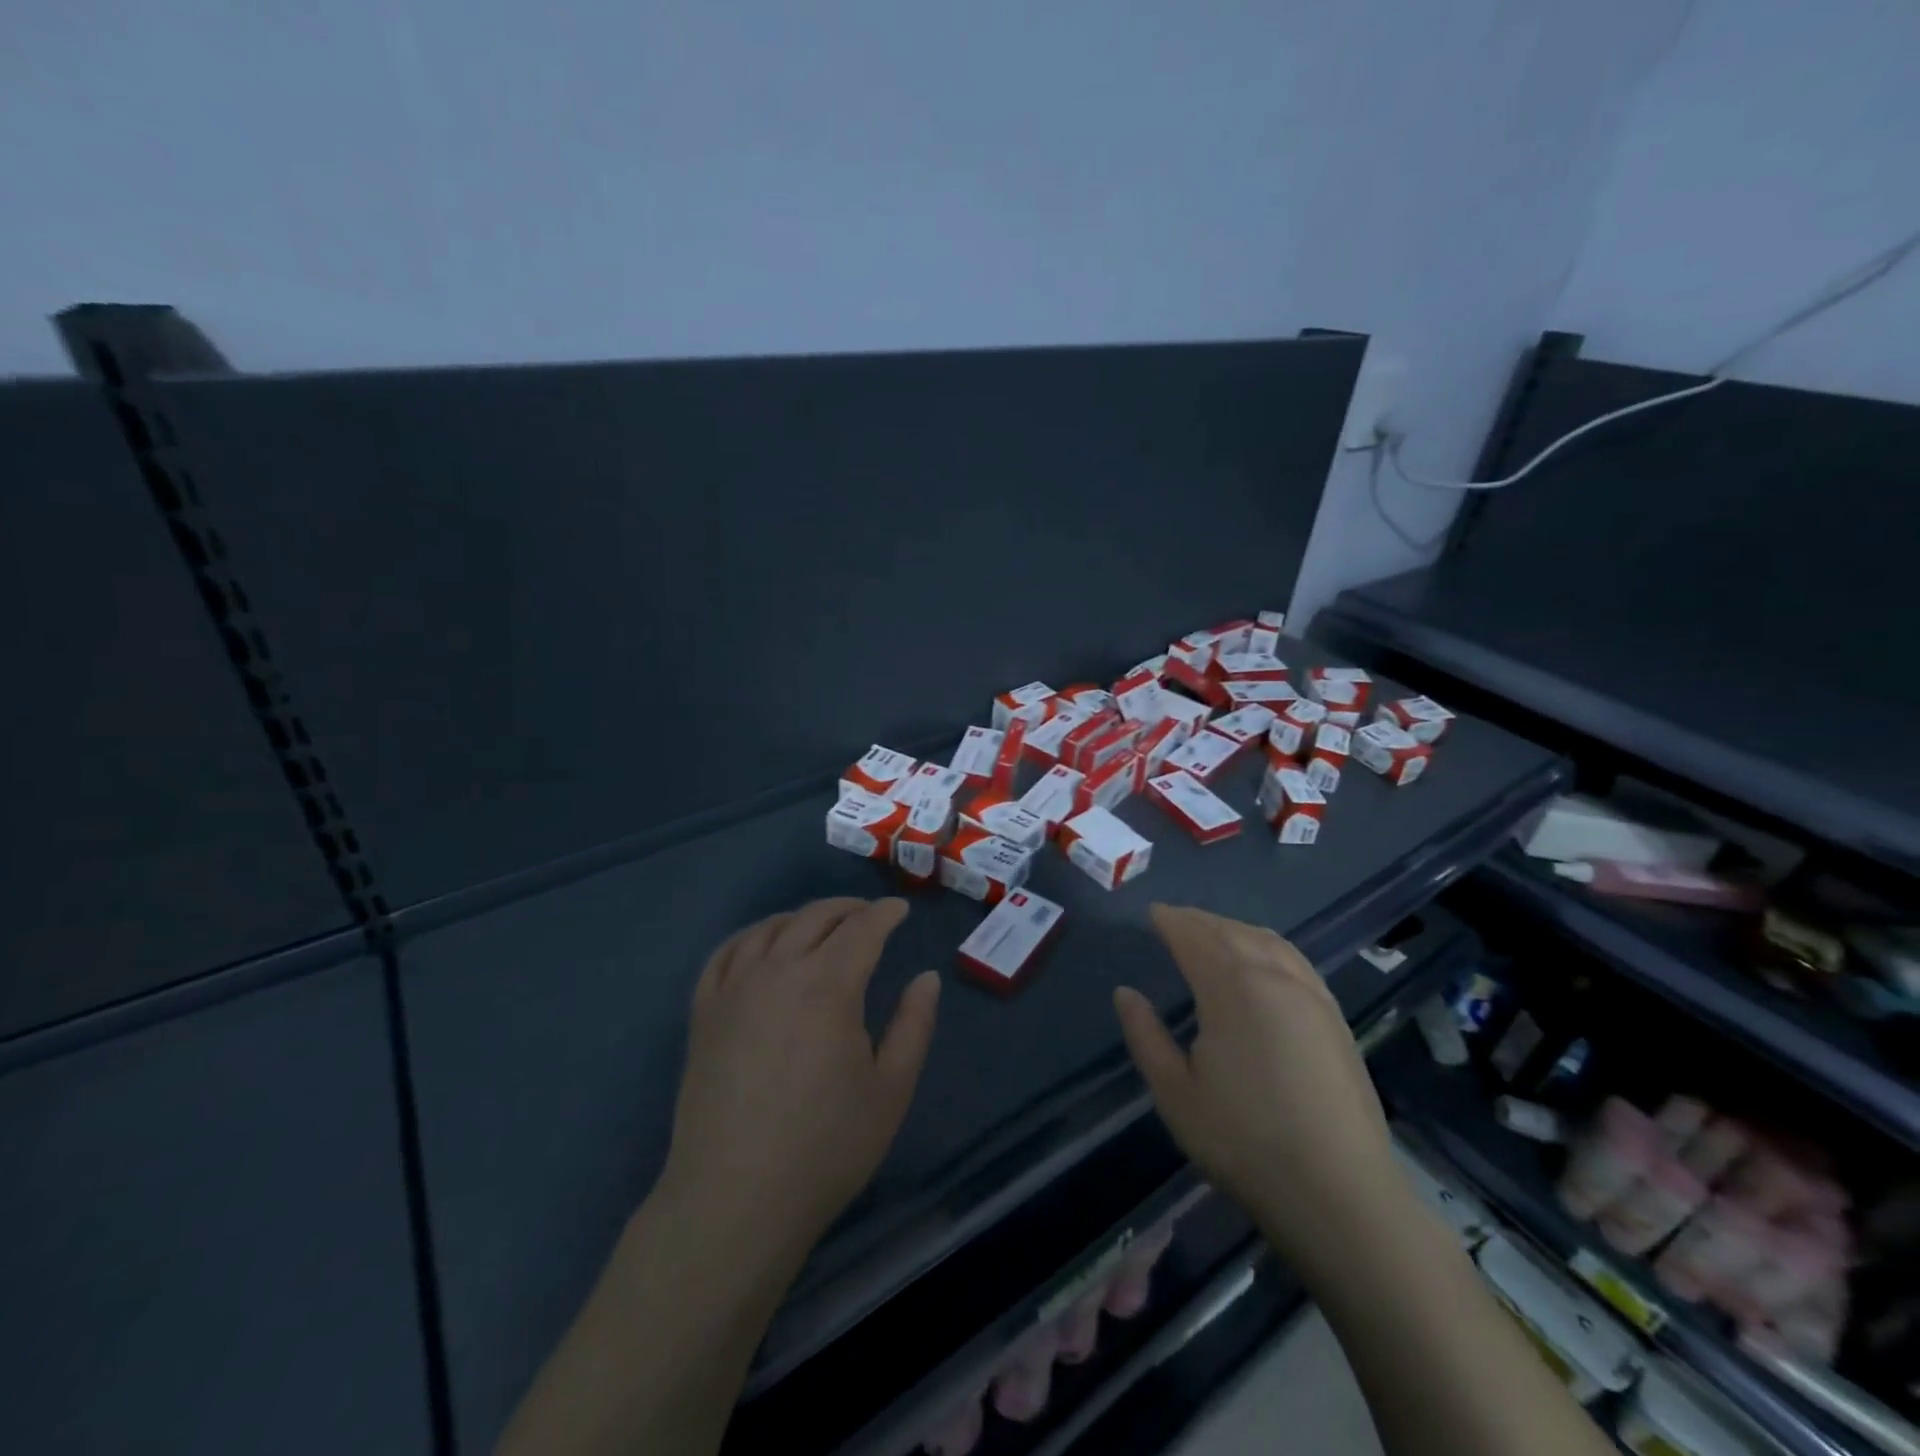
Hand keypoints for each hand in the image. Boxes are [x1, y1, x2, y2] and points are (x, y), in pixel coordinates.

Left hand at [657, 897, 940, 1261]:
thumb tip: (926, 978)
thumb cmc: (825, 1147)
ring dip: (801, 917)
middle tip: (869, 915)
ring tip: (821, 926)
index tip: (900, 911)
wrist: (734, 1200)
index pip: (862, 929)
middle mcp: (778, 972)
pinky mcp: (704, 1013)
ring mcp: (734, 989)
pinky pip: (725, 953)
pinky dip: (751, 936)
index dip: (885, 914)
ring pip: (770, 928)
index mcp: (828, 986)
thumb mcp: (891, 1089)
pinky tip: (762, 945)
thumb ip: (914, 1025)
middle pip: (814, 918)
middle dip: (848, 909)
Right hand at [1113, 905, 1400, 1267]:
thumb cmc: (1244, 1141)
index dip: (1171, 921)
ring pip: (1267, 940)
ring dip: (1235, 928)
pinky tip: (1264, 961)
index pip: (1194, 937)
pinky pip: (1294, 959)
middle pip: (1231, 931)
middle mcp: (1273, 976)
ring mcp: (1311, 994)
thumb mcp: (1175, 1093)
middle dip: (1199, 920)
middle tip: (1175, 919)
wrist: (1340, 1192)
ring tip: (1213, 932)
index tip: (1152, 913)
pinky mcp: (1335, 1017)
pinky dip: (1268, 945)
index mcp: (1231, 987)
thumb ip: (1145, 1035)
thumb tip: (1125, 993)